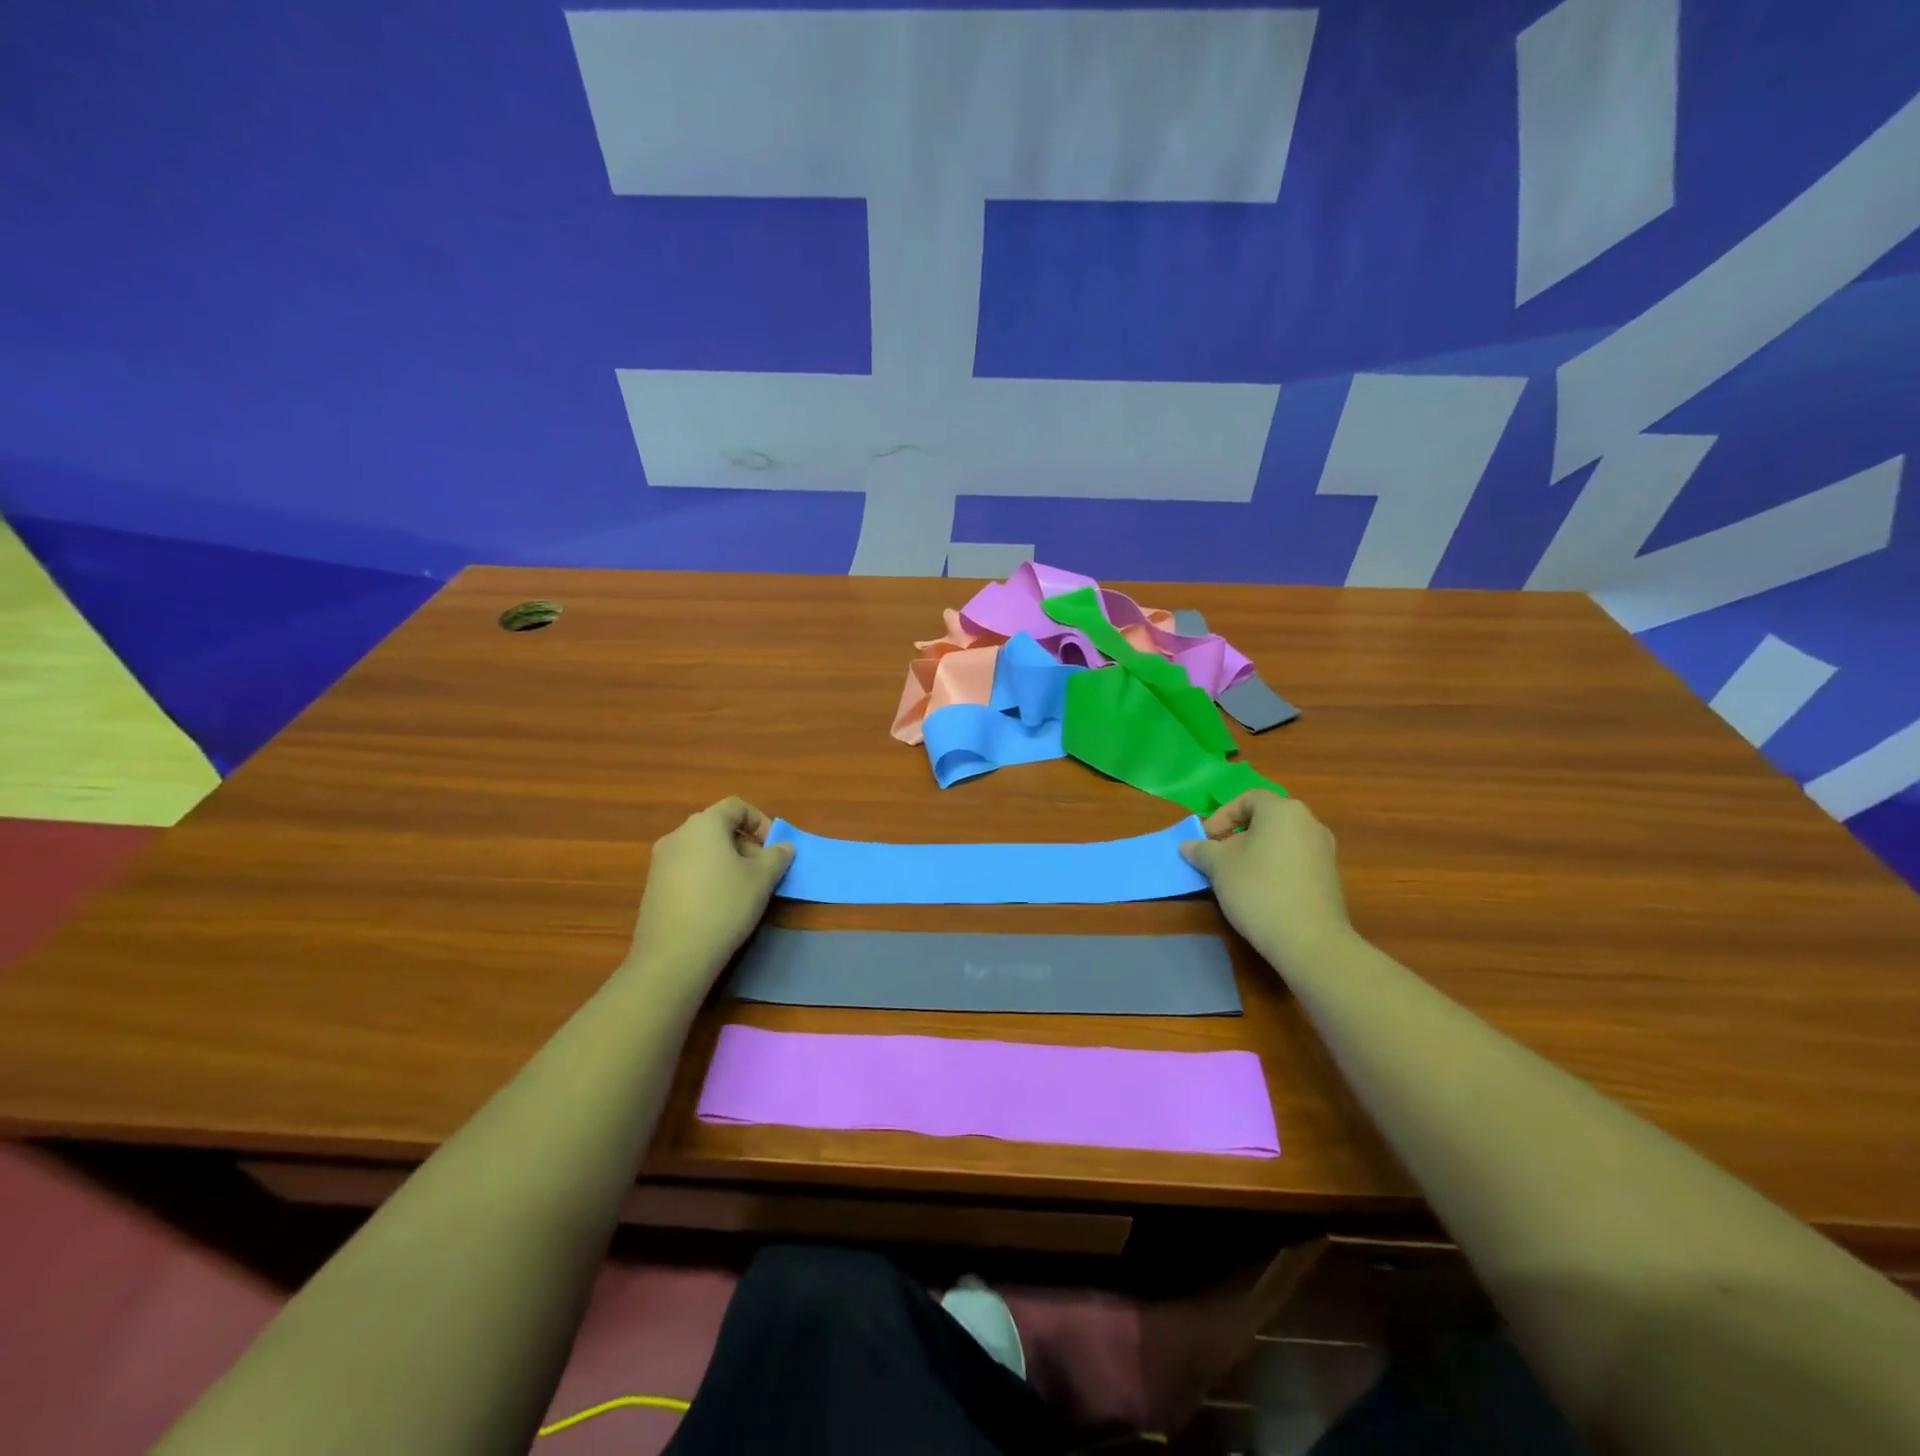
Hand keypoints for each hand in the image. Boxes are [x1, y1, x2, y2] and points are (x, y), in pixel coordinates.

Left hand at [627, 798, 793, 978]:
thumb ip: (777, 856)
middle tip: (762, 872)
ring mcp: (660, 862)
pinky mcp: (652, 887)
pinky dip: (706, 877)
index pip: (736, 806)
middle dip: (744, 845)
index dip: (760, 821)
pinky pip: (686, 870)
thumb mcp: (762, 879)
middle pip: (717, 828)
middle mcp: (677, 835)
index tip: (773, 848)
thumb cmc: (725, 904)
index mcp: (704, 824)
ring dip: (725, 862)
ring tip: (741, 891)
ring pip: (701, 850)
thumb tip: (783, 847)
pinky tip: (716, 906)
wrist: (674, 954)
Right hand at [1180, 791, 1351, 965]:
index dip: (1222, 815)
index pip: (1248, 799)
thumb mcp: (1219, 867)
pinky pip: (1296, 860)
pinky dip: (1276, 867)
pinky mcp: (1331, 876)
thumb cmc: (1258, 890)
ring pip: (1281, 841)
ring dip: (1256, 852)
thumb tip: (1187, 846)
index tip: (1207, 839)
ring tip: (1237, 877)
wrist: (1309, 939)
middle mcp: (1309, 822)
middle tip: (1218, 858)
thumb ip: (1202, 850)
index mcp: (1282, 811)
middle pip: (1266, 819)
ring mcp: (1324, 850)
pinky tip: (1262, 892)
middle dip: (1238, 835)